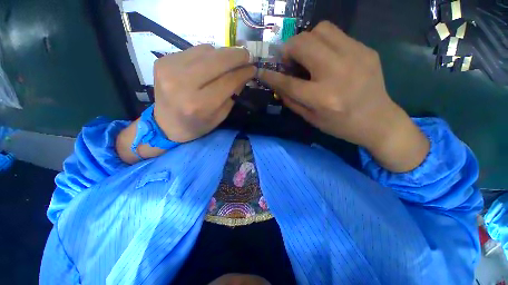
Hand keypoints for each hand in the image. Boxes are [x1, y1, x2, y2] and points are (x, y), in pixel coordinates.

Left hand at [153, 44, 254, 142]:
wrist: (166, 124)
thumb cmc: (197, 125)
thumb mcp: (219, 116)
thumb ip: (232, 95)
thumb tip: (243, 73)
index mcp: (199, 104)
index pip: (228, 81)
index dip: (243, 72)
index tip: (253, 68)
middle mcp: (182, 83)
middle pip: (217, 60)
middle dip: (236, 56)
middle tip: (247, 55)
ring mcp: (169, 68)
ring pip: (206, 50)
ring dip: (223, 54)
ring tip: (230, 61)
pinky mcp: (163, 60)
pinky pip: (194, 50)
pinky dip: (208, 54)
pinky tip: (211, 63)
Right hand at [259, 21, 428, 171]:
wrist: (378, 121)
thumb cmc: (340, 125)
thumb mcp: (311, 119)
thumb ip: (291, 101)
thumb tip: (277, 85)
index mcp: (322, 98)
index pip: (288, 82)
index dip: (271, 76)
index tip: (261, 71)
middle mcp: (337, 73)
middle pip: (303, 44)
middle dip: (288, 49)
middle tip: (289, 61)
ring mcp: (355, 57)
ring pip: (320, 30)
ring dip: (306, 41)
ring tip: (307, 56)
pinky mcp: (366, 50)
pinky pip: (337, 35)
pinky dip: (324, 43)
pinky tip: (326, 58)